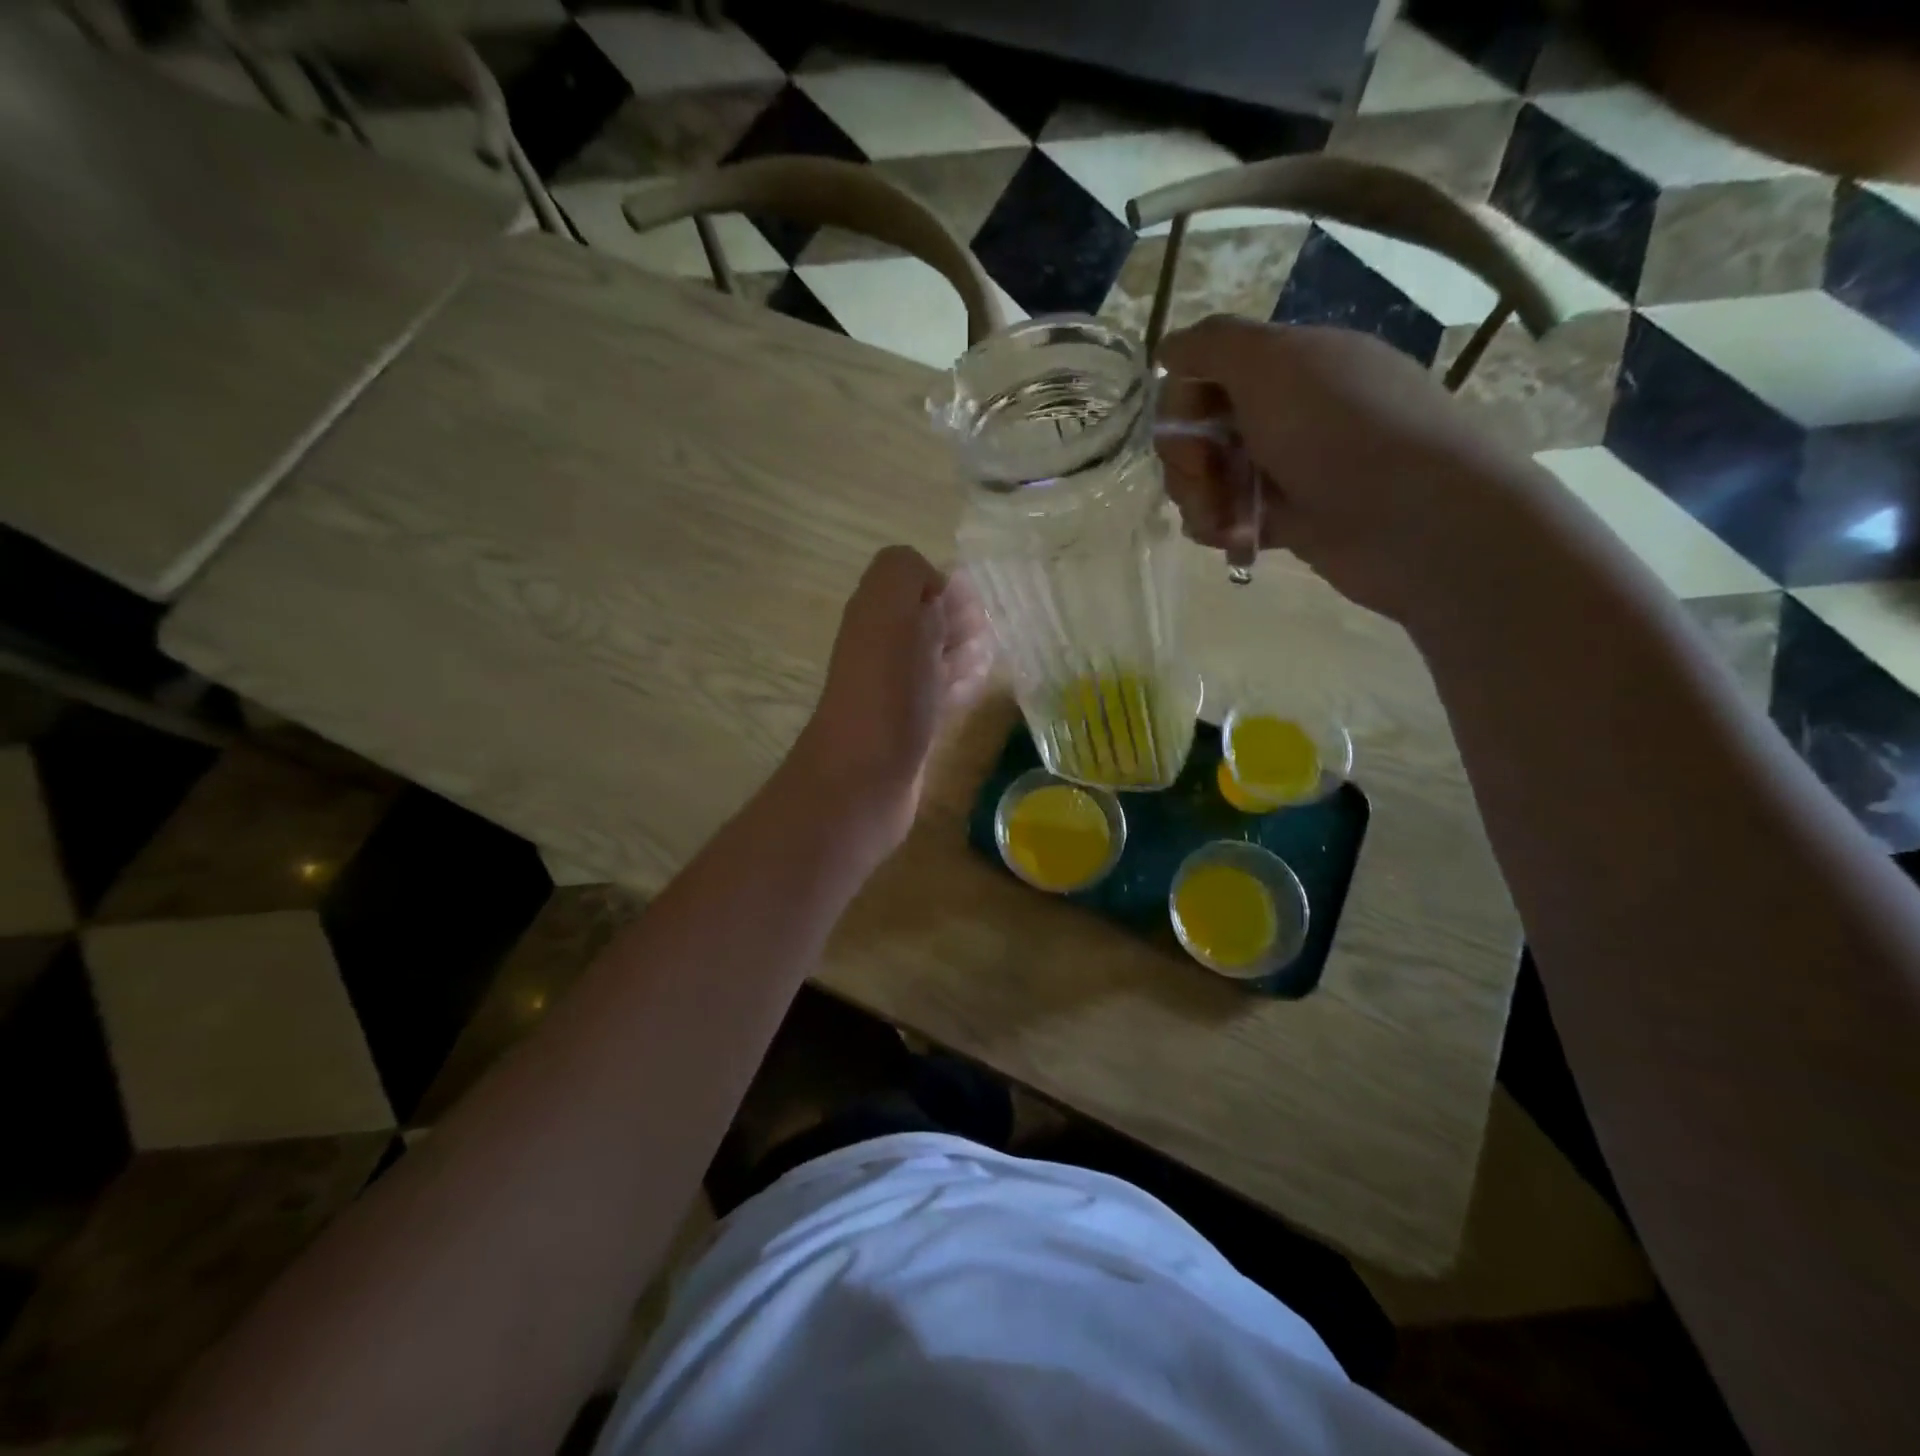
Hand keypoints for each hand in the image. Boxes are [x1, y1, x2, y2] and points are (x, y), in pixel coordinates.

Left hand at [786, 546, 993, 851]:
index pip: (918, 583)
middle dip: (960, 622)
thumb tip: (933, 586)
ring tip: (982, 660)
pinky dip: (959, 687)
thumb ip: (904, 573)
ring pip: (937, 658)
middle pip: (929, 621)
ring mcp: (897, 690)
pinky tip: (973, 689)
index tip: (969, 610)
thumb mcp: (890, 608)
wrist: (866, 776)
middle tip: (979, 637)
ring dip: (963, 653)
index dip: (948, 589)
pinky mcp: (912, 727)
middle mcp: (883, 647)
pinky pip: (940, 695)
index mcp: (875, 613)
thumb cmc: (886, 688)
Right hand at [1155, 316, 1543, 623]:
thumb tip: (1168, 348)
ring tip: (1224, 520)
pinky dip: (1221, 529)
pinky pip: (1226, 520)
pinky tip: (1237, 539)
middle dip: (1186, 458)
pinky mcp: (1285, 520)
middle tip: (1208, 475)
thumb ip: (1211, 345)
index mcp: (1285, 365)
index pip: (1203, 374)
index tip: (1194, 427)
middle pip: (1197, 431)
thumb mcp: (1272, 361)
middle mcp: (1282, 412)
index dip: (1182, 402)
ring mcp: (1283, 469)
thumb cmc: (1340, 429)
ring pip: (1206, 480)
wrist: (1412, 518)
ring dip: (1199, 499)